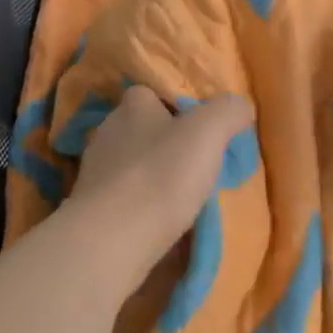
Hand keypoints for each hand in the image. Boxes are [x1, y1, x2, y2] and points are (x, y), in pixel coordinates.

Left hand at [60, 86, 253, 289]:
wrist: (112, 240)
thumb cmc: (161, 175)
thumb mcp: (208, 132)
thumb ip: (228, 111)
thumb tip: (240, 106)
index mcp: (131, 107)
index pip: (149, 93)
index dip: (174, 105)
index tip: (199, 126)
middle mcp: (108, 133)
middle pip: (140, 130)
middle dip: (165, 144)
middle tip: (197, 164)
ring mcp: (95, 173)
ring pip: (132, 167)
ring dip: (154, 178)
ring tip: (185, 198)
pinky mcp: (92, 210)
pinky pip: (125, 200)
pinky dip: (142, 208)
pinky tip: (163, 224)